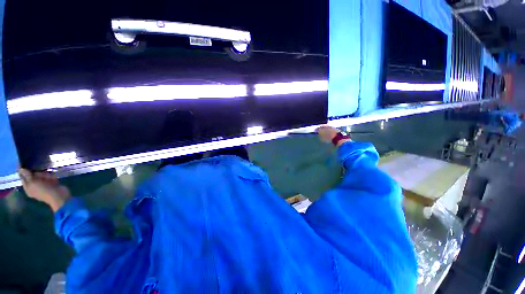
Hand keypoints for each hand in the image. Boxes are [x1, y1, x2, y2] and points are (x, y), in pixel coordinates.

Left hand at [18, 168, 70, 211]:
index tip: (23, 161)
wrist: (58, 196)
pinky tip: (54, 179)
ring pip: (42, 175)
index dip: (22, 170)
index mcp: (28, 187)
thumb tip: (21, 168)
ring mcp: (43, 185)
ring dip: (46, 175)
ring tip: (49, 178)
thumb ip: (27, 176)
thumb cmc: (43, 190)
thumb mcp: (33, 183)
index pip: (22, 176)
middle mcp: (34, 186)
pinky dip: (51, 177)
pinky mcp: (51, 183)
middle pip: (33, 175)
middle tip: (42, 175)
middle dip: (38, 173)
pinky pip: (49, 177)